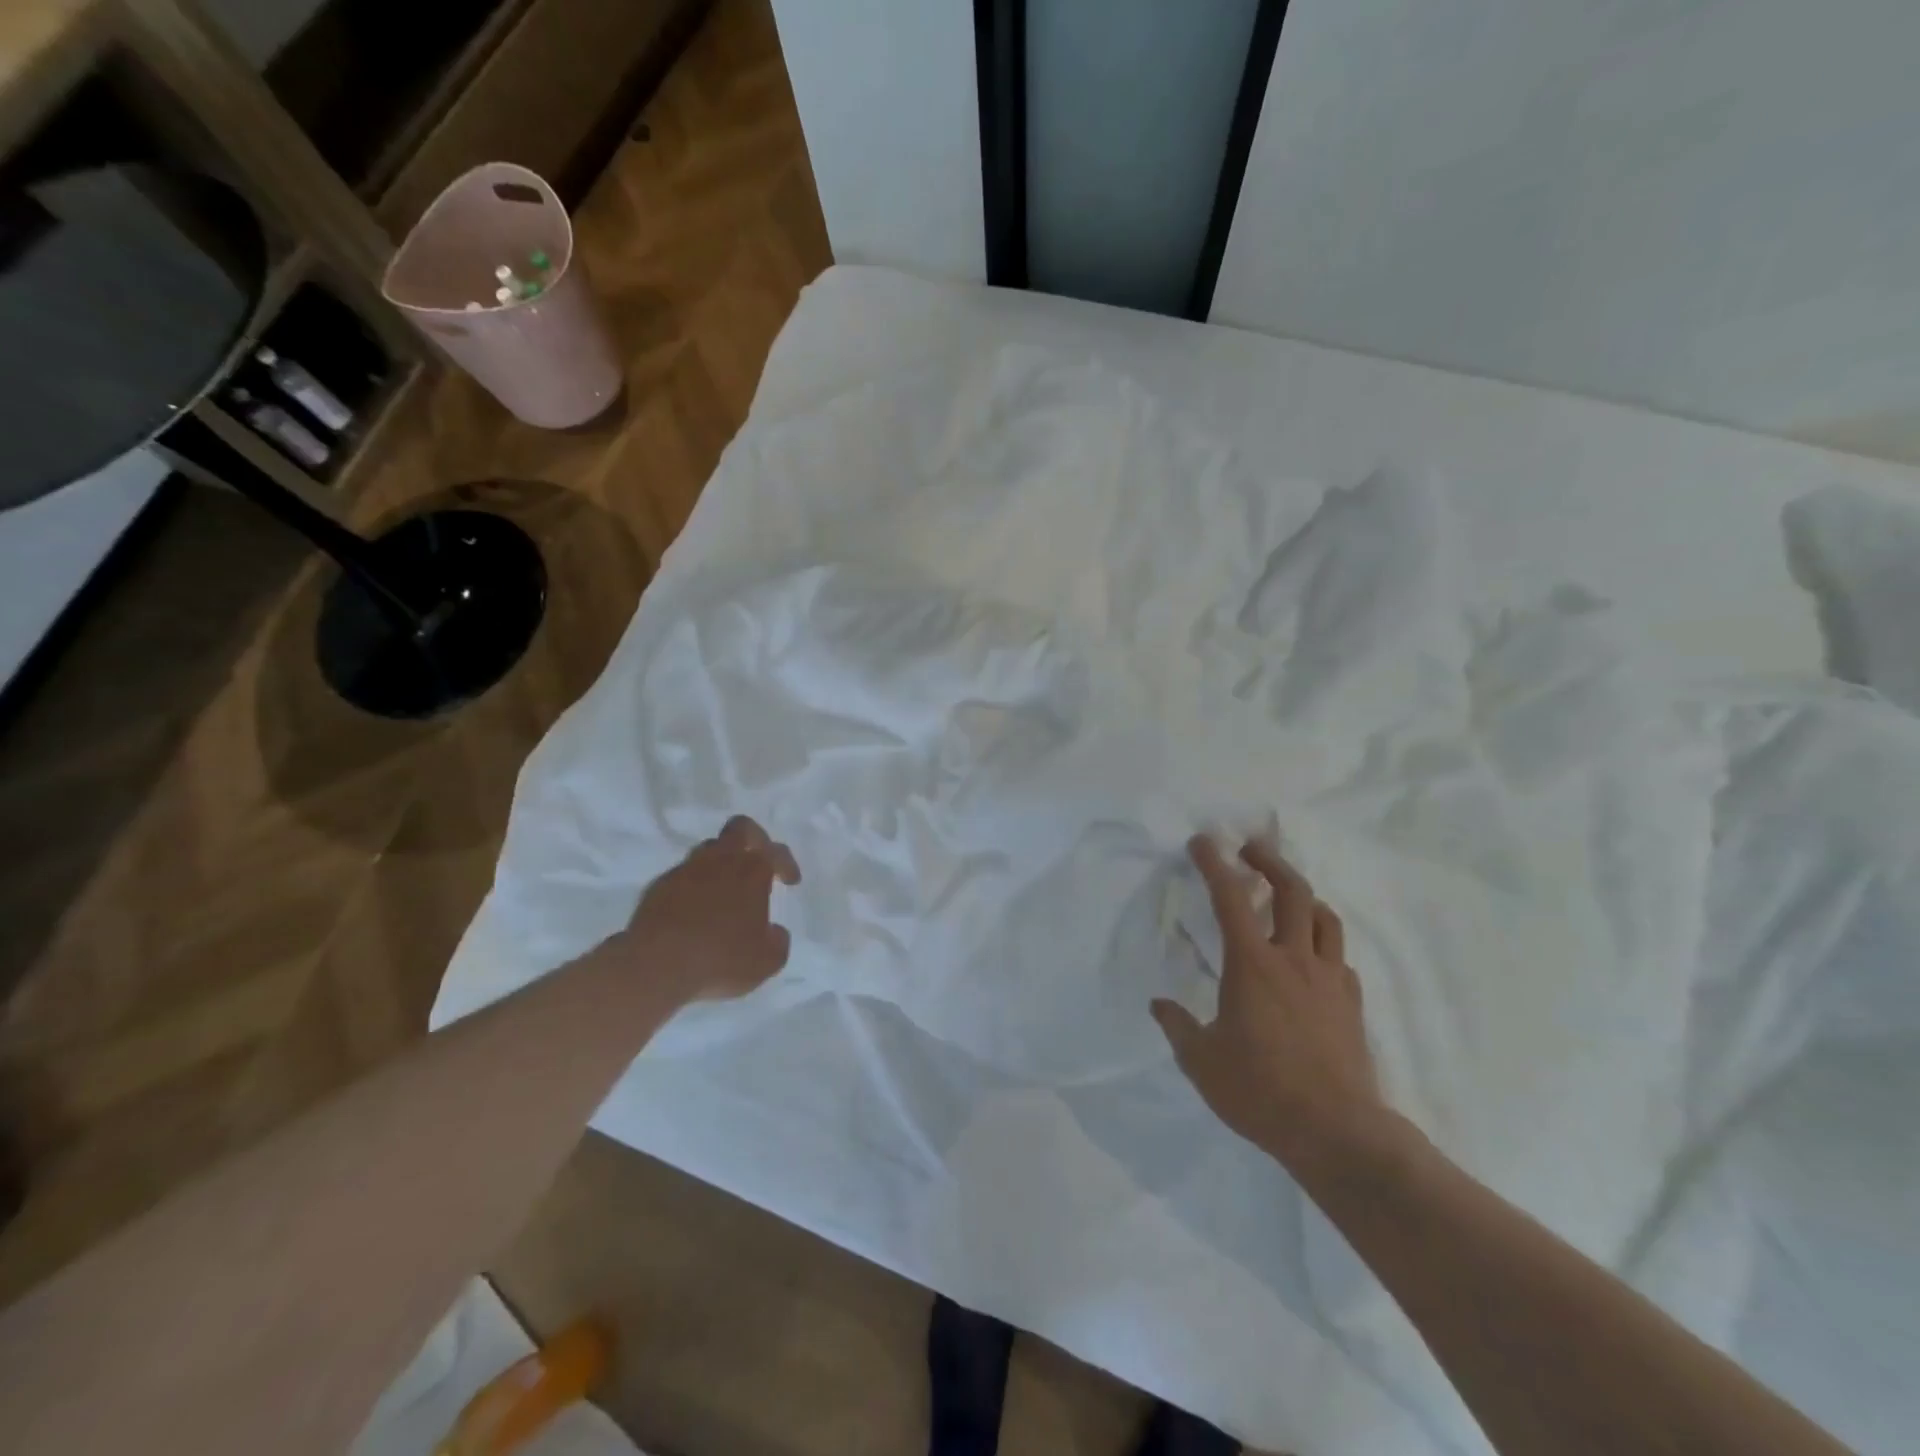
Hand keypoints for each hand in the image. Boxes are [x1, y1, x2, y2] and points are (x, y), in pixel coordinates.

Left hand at [619, 816, 801, 1003]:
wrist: (656, 965)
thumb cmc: (721, 958)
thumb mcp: (767, 960)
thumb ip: (778, 941)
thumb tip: (774, 933)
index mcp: (752, 871)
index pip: (777, 851)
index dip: (787, 864)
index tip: (791, 882)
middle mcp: (720, 861)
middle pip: (740, 828)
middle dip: (754, 839)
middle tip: (758, 859)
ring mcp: (686, 870)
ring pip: (708, 850)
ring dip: (721, 863)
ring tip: (725, 890)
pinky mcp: (659, 886)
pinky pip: (683, 876)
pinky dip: (694, 886)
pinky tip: (695, 911)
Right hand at [1152, 835, 1385, 1173]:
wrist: (1336, 1132)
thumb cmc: (1260, 1090)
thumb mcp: (1201, 1061)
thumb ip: (1178, 1026)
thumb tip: (1159, 1005)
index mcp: (1251, 964)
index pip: (1229, 897)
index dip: (1214, 863)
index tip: (1202, 841)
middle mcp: (1293, 959)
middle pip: (1291, 891)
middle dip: (1269, 861)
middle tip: (1251, 849)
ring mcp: (1328, 979)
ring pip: (1324, 917)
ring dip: (1304, 896)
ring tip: (1286, 896)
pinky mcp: (1351, 1004)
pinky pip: (1338, 957)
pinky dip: (1322, 943)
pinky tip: (1311, 957)